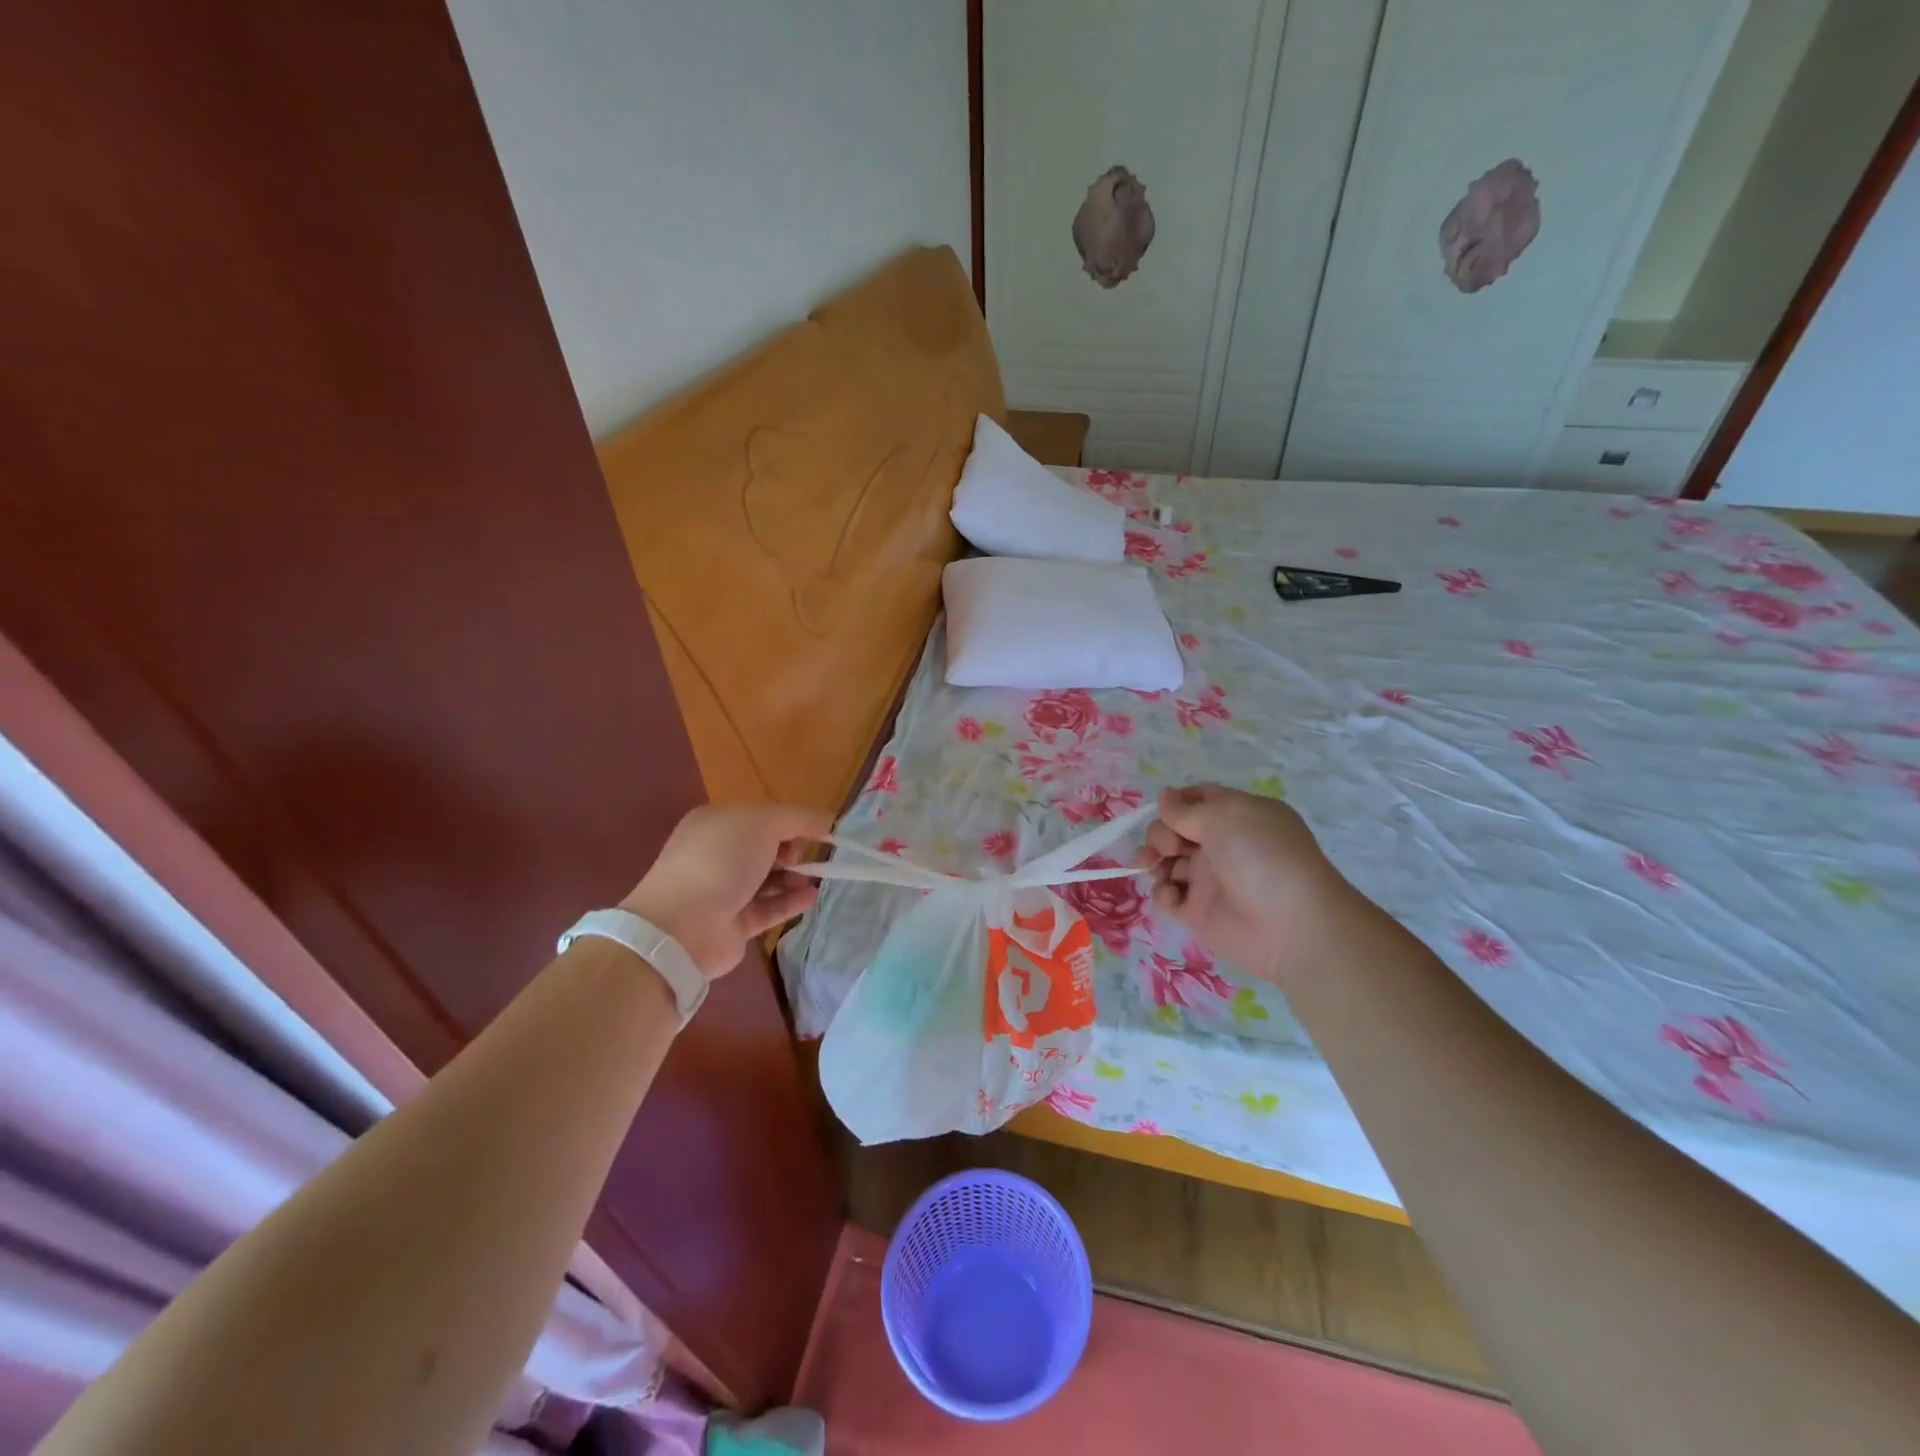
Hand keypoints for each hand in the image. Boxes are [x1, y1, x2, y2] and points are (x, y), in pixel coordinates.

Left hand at [620, 804, 830, 978]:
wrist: (682, 926)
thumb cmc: (720, 861)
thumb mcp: (762, 823)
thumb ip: (799, 818)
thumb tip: (829, 820)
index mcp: (716, 824)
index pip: (761, 817)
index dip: (791, 822)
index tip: (818, 831)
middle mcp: (717, 855)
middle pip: (765, 848)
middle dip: (792, 850)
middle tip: (805, 856)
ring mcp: (723, 891)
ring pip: (768, 880)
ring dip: (795, 877)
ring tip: (813, 880)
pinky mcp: (733, 924)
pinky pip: (769, 908)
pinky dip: (791, 902)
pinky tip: (811, 898)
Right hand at [1135, 784, 1348, 985]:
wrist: (1290, 926)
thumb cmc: (1261, 857)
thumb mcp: (1224, 817)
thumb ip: (1186, 809)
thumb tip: (1165, 797)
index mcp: (1237, 816)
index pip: (1197, 800)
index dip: (1175, 802)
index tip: (1164, 811)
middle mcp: (1222, 845)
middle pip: (1175, 830)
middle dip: (1160, 833)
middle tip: (1168, 847)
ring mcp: (1209, 879)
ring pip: (1166, 861)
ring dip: (1152, 859)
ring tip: (1151, 866)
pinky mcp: (1198, 912)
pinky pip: (1168, 896)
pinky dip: (1162, 893)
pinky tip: (1172, 895)